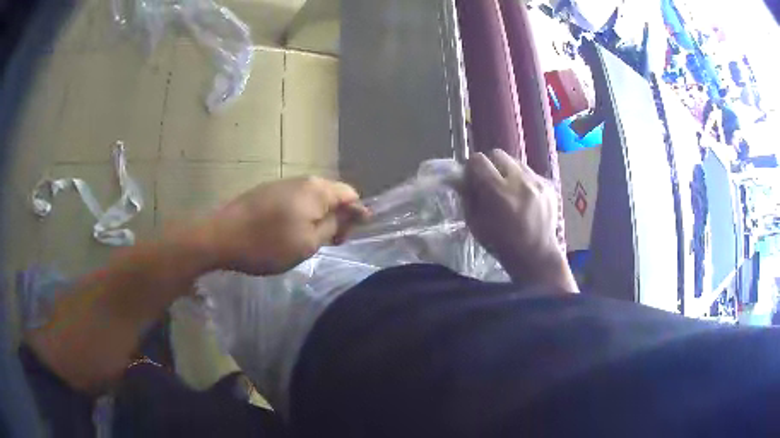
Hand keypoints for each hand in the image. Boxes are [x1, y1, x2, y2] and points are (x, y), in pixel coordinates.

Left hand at [195, 176, 368, 275]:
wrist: (220, 236)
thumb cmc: (268, 243)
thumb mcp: (308, 242)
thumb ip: (335, 225)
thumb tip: (357, 211)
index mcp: (316, 189)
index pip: (350, 194)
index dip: (355, 214)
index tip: (346, 237)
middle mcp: (302, 180)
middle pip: (331, 194)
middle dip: (335, 217)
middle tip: (327, 243)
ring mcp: (281, 184)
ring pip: (311, 198)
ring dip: (317, 217)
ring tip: (307, 240)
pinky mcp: (266, 192)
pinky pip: (294, 200)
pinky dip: (299, 215)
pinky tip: (288, 232)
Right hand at [461, 150, 575, 291]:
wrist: (536, 256)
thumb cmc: (501, 244)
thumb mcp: (475, 224)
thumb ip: (467, 196)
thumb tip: (461, 177)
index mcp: (498, 192)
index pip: (478, 160)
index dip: (472, 167)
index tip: (472, 177)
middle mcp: (519, 181)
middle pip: (497, 154)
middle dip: (490, 164)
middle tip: (489, 181)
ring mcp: (537, 182)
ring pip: (515, 161)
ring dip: (507, 171)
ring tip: (508, 189)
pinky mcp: (548, 185)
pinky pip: (530, 172)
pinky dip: (523, 180)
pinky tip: (523, 197)